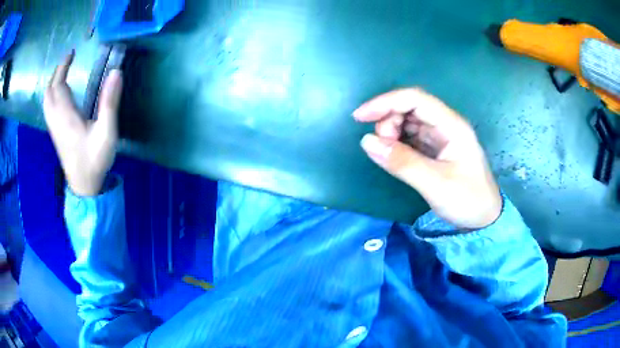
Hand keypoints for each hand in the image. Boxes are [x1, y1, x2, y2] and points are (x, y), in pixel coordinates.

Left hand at [43, 52, 122, 195]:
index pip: (58, 85)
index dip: (63, 67)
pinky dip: (52, 96)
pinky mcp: (56, 134)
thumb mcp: (107, 132)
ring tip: (62, 73)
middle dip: (56, 73)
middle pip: (48, 92)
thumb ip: (110, 102)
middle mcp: (56, 120)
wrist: (84, 186)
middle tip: (67, 61)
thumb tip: (116, 72)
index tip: (72, 53)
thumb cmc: (95, 159)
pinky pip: (48, 109)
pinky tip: (60, 95)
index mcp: (66, 116)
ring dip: (52, 84)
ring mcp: (54, 128)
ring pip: (46, 101)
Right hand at [353, 88, 501, 228]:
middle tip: (380, 147)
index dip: (385, 102)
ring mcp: (440, 136)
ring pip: (408, 121)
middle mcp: (445, 125)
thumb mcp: (436, 184)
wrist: (484, 220)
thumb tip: (366, 142)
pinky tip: (393, 156)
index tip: (360, 117)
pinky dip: (397, 143)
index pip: (415, 99)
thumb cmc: (468, 201)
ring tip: (388, 155)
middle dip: (388, 120)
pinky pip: (410, 137)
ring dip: (391, 132)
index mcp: (452, 125)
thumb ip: (402, 162)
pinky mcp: (435, 149)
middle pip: (409, 107)